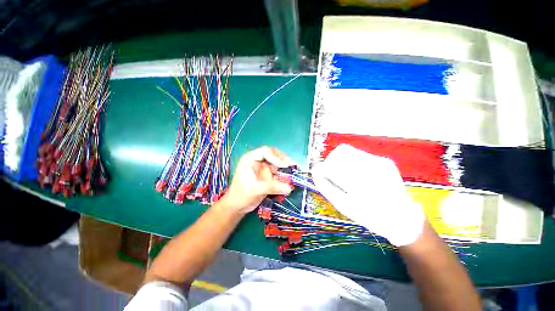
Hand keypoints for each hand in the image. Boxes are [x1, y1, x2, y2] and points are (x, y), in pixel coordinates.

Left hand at [222, 147, 294, 214]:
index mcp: (250, 159)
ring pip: (276, 162)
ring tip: (293, 170)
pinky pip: (277, 171)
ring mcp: (262, 167)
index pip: (265, 151)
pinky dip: (283, 174)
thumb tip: (289, 188)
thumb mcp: (256, 190)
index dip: (275, 157)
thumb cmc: (242, 195)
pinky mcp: (266, 175)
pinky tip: (289, 178)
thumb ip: (272, 187)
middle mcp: (257, 161)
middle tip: (291, 165)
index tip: (284, 166)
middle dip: (282, 160)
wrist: (237, 206)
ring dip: (284, 166)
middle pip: (272, 154)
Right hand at [312, 144, 424, 245]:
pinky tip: (356, 174)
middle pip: (340, 152)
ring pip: (349, 150)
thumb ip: (325, 186)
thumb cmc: (368, 214)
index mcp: (358, 182)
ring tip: (344, 174)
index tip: (321, 176)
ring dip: (340, 160)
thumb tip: (315, 170)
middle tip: (332, 174)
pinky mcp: (384, 160)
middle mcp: (370, 167)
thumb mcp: (342, 205)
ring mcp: (379, 161)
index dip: (322, 169)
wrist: (400, 217)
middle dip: (331, 162)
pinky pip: (359, 154)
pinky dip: (351, 161)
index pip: (331, 165)